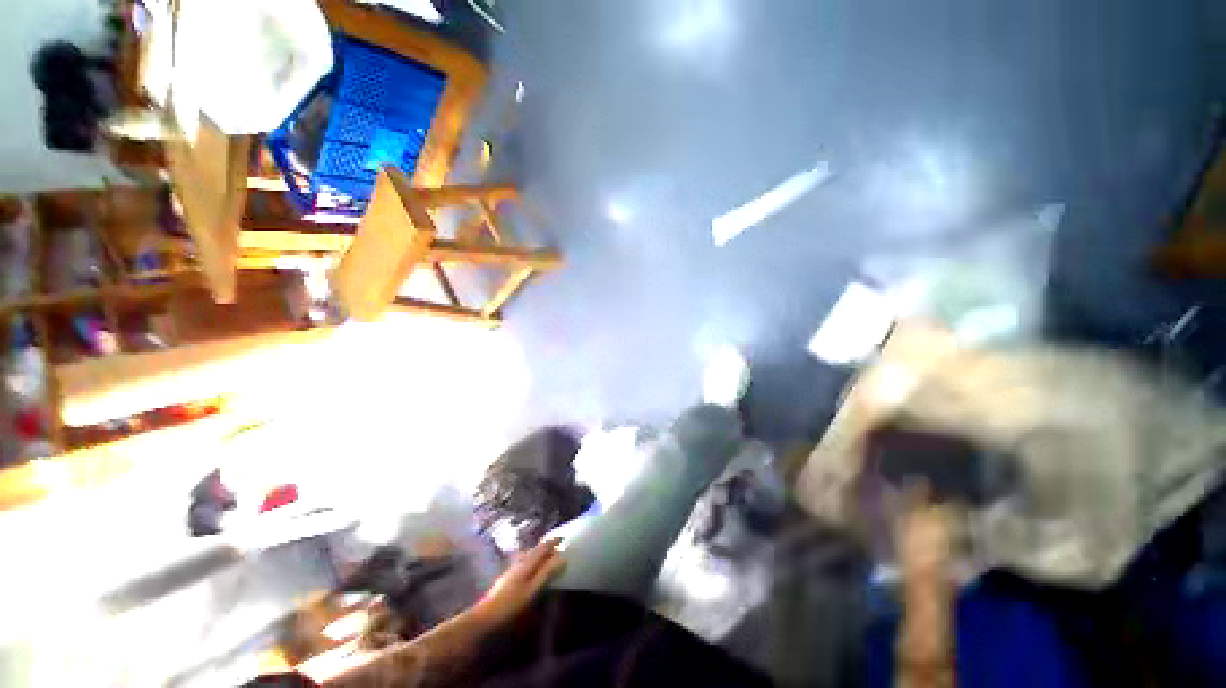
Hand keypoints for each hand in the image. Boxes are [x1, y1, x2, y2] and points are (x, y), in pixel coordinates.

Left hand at [472, 538, 566, 629]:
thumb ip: (546, 573)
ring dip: (539, 554)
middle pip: (535, 550)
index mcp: (527, 563)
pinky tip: (531, 569)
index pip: (542, 547)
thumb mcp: (532, 590)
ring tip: (547, 557)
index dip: (553, 542)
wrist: (484, 617)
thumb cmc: (510, 604)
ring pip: (528, 556)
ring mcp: (512, 570)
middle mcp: (520, 562)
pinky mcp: (508, 578)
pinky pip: (524, 562)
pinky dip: (532, 561)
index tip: (563, 538)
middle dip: (547, 547)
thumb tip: (562, 558)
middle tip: (558, 548)